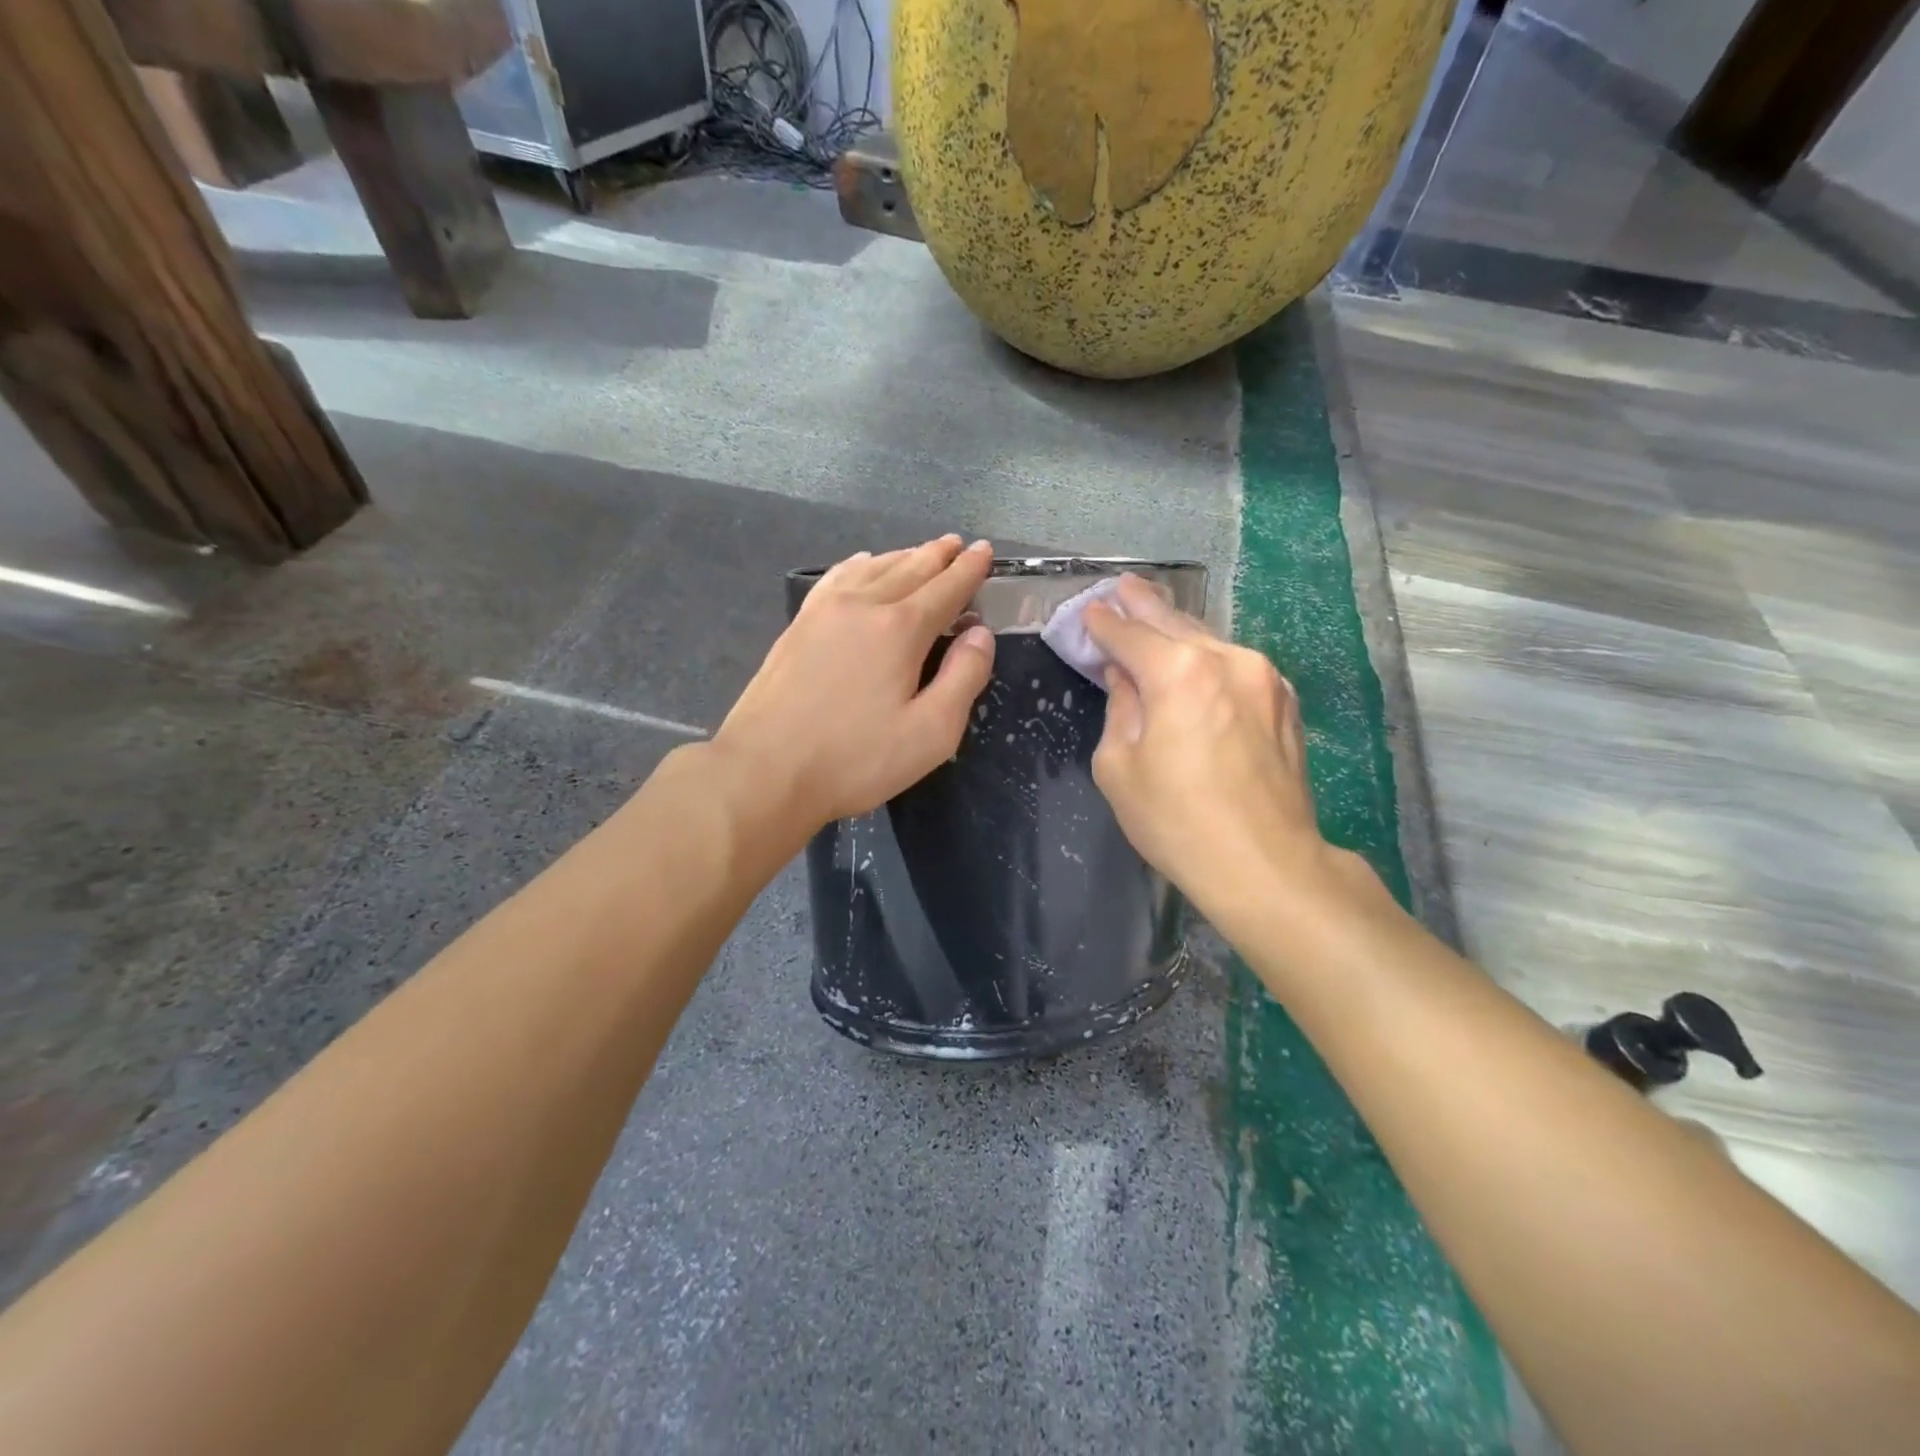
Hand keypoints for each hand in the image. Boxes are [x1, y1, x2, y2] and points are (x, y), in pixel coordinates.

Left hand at [714, 536, 996, 828]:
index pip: (946, 588)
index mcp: (900, 629)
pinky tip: (863, 565)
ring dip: (903, 556)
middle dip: (938, 555)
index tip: (985, 551)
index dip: (969, 570)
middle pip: (910, 569)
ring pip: (873, 568)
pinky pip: (837, 578)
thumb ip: (964, 678)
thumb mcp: (931, 733)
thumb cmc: (855, 760)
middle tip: (958, 544)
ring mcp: (824, 611)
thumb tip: (980, 634)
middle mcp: (863, 605)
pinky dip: (860, 565)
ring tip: (921, 552)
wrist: (765, 770)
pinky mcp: (798, 626)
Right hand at [1085, 575, 1327, 918]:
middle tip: (1122, 586)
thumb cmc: (1177, 820)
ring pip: (1210, 640)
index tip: (1089, 611)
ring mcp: (1263, 677)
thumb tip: (1125, 678)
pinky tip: (1196, 658)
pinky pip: (1235, 664)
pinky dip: (1208, 656)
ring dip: (1178, 628)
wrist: (1266, 864)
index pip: (1130, 634)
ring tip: (1155, 612)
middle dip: (1143, 604)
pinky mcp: (1284, 701)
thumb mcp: (1119, 767)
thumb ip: (1119, 709)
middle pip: (1174, 623)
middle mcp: (1226, 659)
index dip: (1104, 623)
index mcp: (1179, 671)